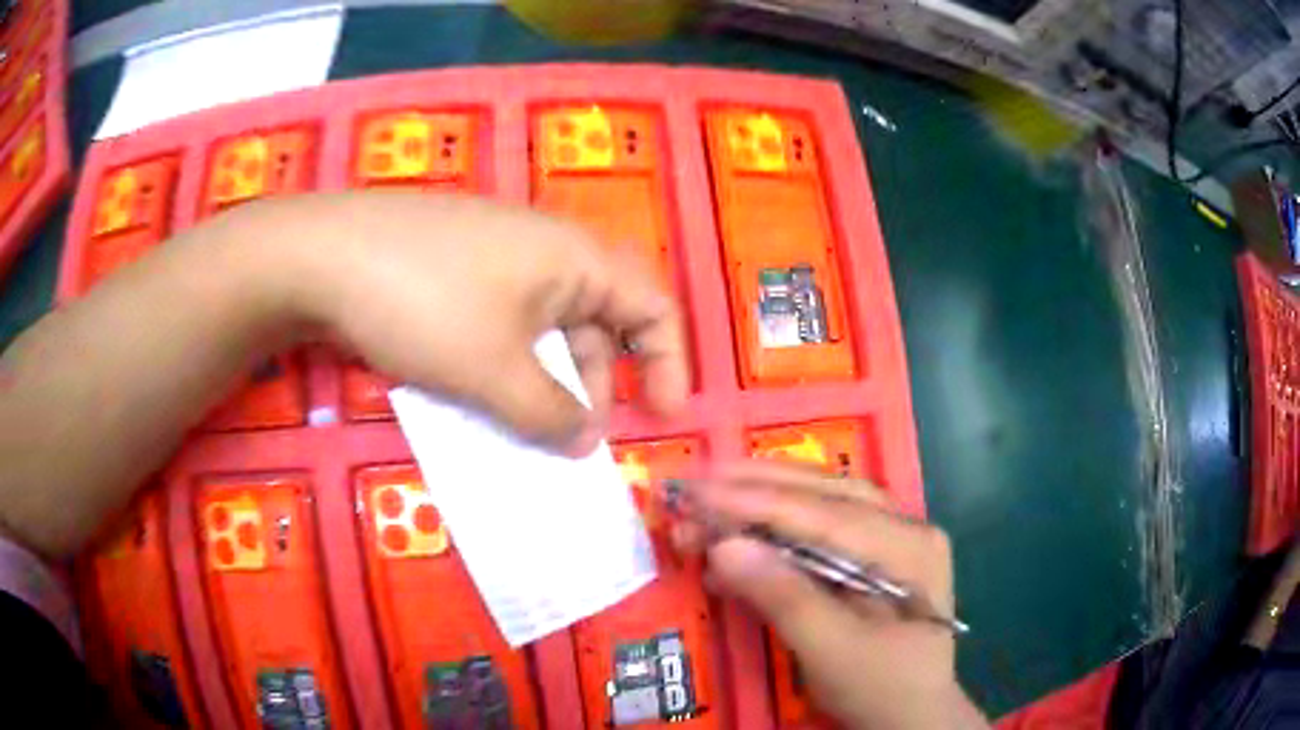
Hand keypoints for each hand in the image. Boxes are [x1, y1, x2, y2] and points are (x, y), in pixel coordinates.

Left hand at [260, 192, 688, 450]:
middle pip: (599, 320)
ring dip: (546, 382)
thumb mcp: (494, 371)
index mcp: (575, 258)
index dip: (669, 362)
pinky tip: (480, 395)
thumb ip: (550, 413)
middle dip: (596, 385)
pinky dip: (506, 365)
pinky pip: (503, 321)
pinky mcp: (456, 268)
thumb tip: (584, 441)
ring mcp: (496, 256)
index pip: (653, 305)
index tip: (662, 416)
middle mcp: (545, 249)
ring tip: (523, 428)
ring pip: (545, 327)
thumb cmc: (423, 304)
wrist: (321, 256)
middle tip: (574, 440)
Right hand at [676, 462, 986, 729]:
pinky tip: (750, 527)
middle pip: (828, 492)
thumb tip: (723, 545)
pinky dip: (784, 522)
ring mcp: (896, 537)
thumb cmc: (877, 687)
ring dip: (770, 494)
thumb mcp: (830, 651)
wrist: (912, 715)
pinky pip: (828, 525)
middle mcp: (906, 527)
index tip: (696, 492)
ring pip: (827, 500)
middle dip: (759, 485)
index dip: (756, 501)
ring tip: (718, 489)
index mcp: (907, 546)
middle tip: (699, 480)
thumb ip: (782, 596)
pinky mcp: (879, 555)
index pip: (824, 513)